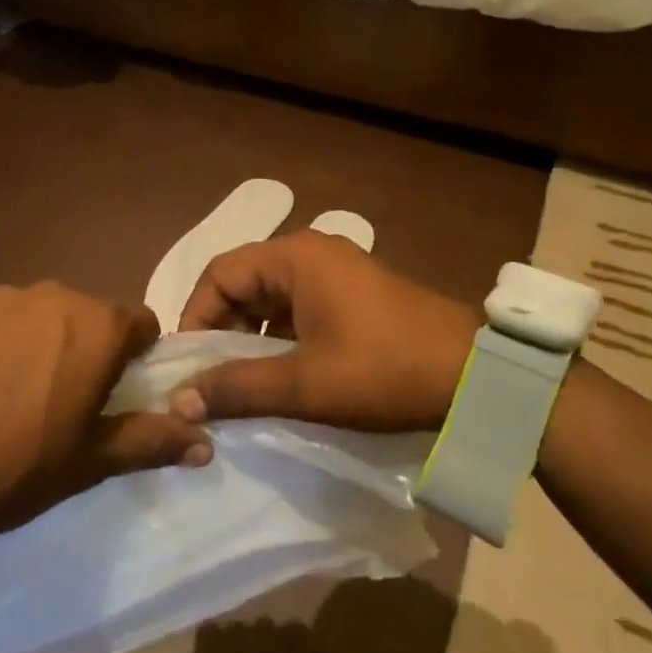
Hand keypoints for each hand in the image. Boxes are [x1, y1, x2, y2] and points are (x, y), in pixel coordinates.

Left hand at [0, 283, 210, 536]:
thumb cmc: (11, 465)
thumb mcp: (88, 462)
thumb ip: (152, 441)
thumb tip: (207, 443)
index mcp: (97, 326)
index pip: (141, 324)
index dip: (135, 359)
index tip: (112, 395)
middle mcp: (55, 294)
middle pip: (89, 316)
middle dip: (85, 349)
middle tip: (57, 402)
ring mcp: (0, 293)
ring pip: (39, 314)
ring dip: (37, 341)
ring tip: (4, 393)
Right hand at [171, 231, 481, 431]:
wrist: (473, 376)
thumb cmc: (383, 371)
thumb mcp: (305, 385)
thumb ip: (238, 388)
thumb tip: (178, 400)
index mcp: (295, 257)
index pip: (219, 273)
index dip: (195, 316)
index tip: (189, 366)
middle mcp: (311, 252)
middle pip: (244, 282)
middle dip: (222, 330)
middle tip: (211, 381)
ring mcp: (336, 271)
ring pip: (271, 298)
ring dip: (250, 337)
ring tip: (242, 384)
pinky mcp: (353, 294)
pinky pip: (299, 308)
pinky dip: (280, 338)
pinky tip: (281, 376)